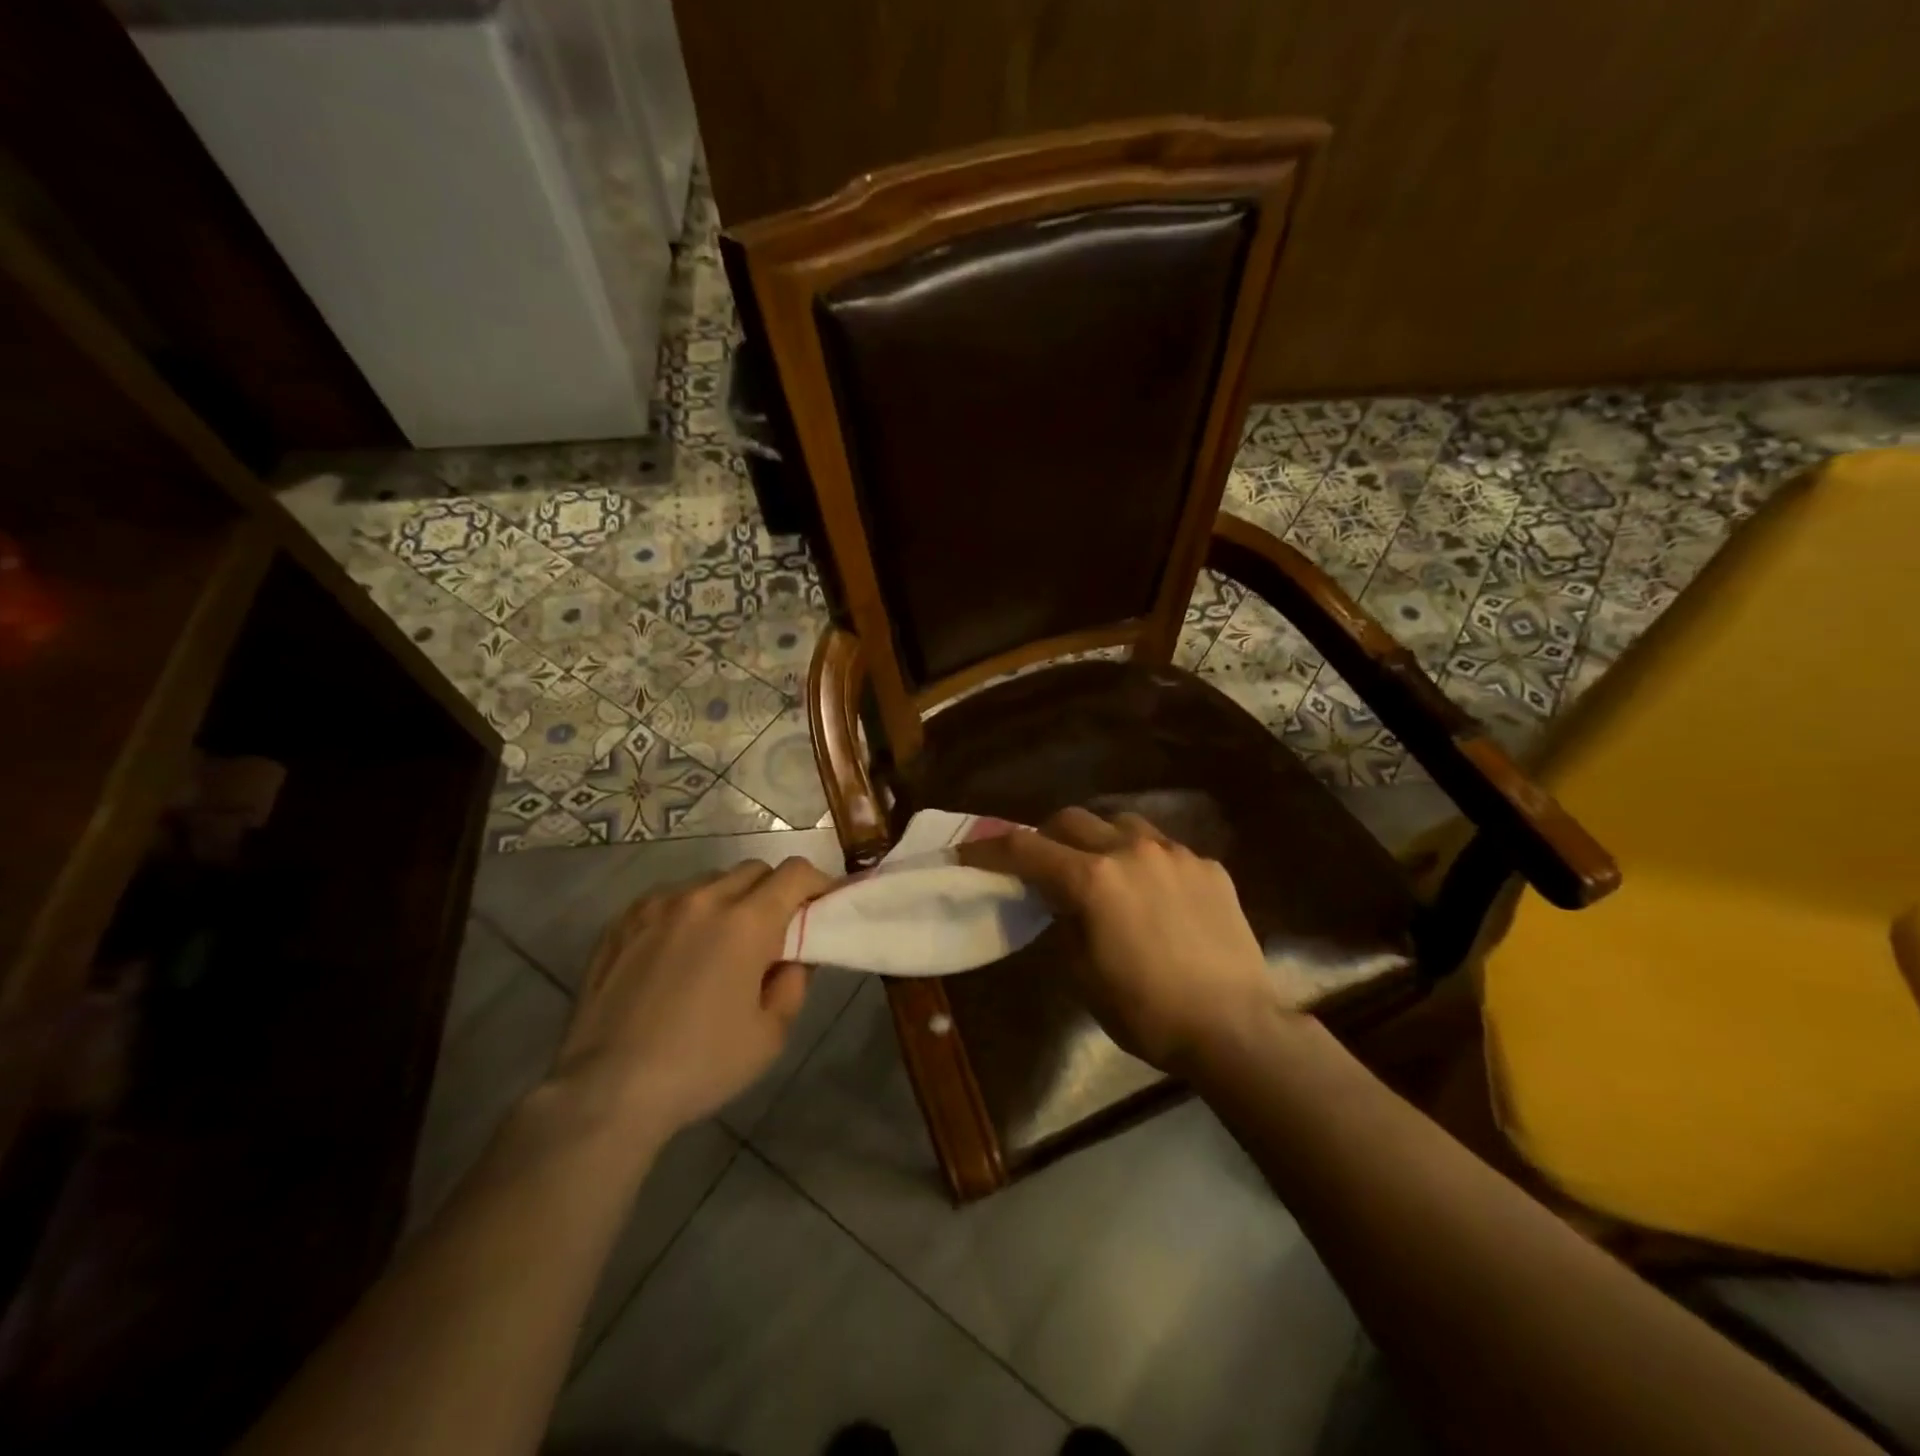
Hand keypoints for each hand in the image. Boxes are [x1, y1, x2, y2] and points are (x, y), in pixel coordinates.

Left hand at [545, 858, 834, 1138]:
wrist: (606, 1091)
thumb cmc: (701, 1065)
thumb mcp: (770, 1034)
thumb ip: (794, 982)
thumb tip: (794, 955)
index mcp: (746, 922)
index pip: (795, 873)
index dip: (817, 883)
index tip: (822, 907)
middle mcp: (703, 898)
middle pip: (755, 870)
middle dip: (775, 892)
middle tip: (775, 932)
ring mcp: (657, 905)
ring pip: (710, 882)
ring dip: (730, 900)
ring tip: (722, 944)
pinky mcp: (622, 921)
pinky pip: (670, 898)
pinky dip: (689, 912)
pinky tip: (679, 952)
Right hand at [964, 808, 1287, 1072]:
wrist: (1235, 1028)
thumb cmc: (1147, 1011)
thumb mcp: (1084, 974)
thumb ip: (1064, 922)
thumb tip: (1060, 900)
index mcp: (1092, 879)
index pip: (1025, 849)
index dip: (990, 849)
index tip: (968, 853)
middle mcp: (1131, 850)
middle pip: (1072, 820)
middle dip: (1046, 836)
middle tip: (1042, 863)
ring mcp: (1175, 853)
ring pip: (1122, 822)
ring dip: (1099, 838)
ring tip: (1101, 869)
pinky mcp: (1209, 866)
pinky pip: (1165, 848)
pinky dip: (1145, 860)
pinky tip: (1154, 893)